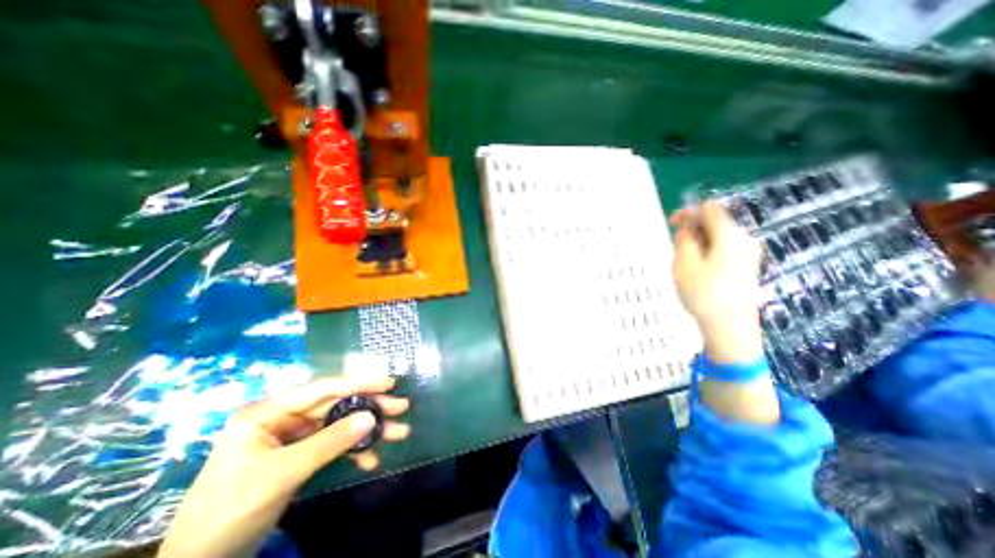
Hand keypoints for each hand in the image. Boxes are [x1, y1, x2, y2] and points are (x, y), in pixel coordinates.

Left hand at [161, 374, 409, 556]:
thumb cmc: (230, 510)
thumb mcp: (282, 473)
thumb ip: (329, 442)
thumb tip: (372, 417)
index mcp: (269, 412)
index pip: (322, 389)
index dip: (358, 383)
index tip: (389, 382)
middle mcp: (284, 417)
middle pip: (337, 405)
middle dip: (370, 407)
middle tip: (401, 407)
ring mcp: (294, 436)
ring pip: (340, 424)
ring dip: (368, 430)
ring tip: (398, 432)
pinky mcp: (301, 454)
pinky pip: (334, 445)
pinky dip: (354, 451)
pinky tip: (371, 459)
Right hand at [673, 202, 762, 363]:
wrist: (730, 327)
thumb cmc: (704, 294)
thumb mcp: (684, 263)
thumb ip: (684, 238)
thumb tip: (687, 224)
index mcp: (731, 235)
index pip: (710, 210)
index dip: (689, 212)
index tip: (671, 223)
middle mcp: (745, 239)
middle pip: (715, 223)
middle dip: (693, 230)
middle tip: (676, 248)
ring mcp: (749, 254)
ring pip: (718, 237)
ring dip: (698, 243)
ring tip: (685, 263)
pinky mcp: (747, 266)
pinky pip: (724, 249)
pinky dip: (707, 252)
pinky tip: (698, 270)